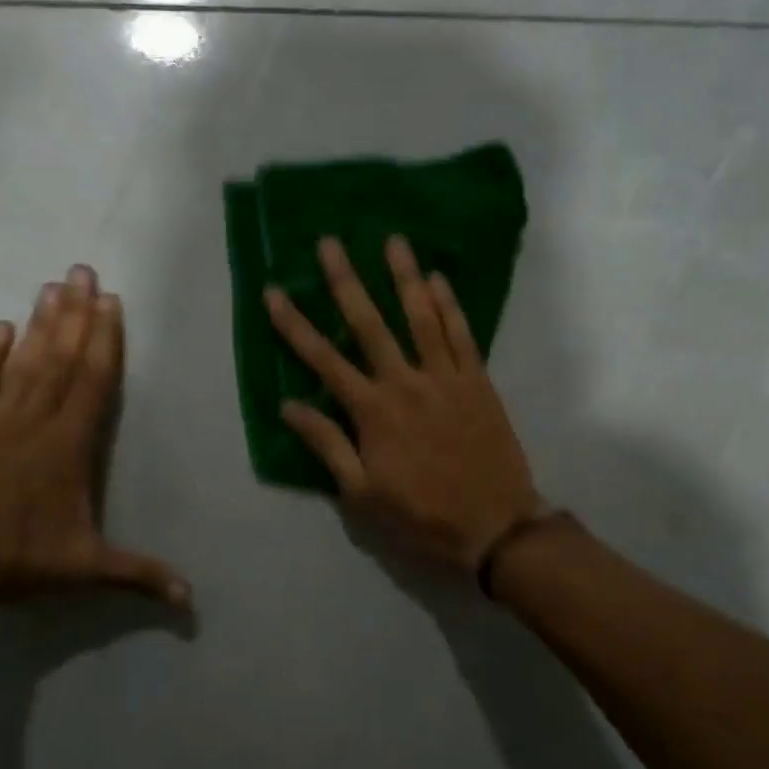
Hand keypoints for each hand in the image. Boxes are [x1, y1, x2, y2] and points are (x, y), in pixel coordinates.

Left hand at [0, 265, 189, 613]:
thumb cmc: (16, 560)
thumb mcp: (84, 568)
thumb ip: (139, 575)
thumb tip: (191, 600)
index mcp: (68, 445)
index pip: (92, 381)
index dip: (104, 340)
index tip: (110, 302)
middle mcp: (34, 421)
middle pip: (61, 359)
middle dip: (76, 314)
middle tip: (83, 271)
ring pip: (25, 362)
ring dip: (41, 323)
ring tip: (53, 285)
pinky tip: (0, 327)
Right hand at [264, 236, 541, 571]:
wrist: (494, 528)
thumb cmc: (421, 516)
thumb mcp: (362, 495)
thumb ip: (327, 445)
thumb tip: (288, 406)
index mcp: (372, 412)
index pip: (323, 360)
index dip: (294, 324)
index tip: (274, 292)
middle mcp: (405, 383)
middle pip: (369, 324)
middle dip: (345, 281)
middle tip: (330, 242)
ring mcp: (445, 378)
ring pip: (421, 317)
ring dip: (404, 277)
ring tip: (392, 240)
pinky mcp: (478, 381)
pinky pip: (462, 334)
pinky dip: (450, 304)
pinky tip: (439, 278)